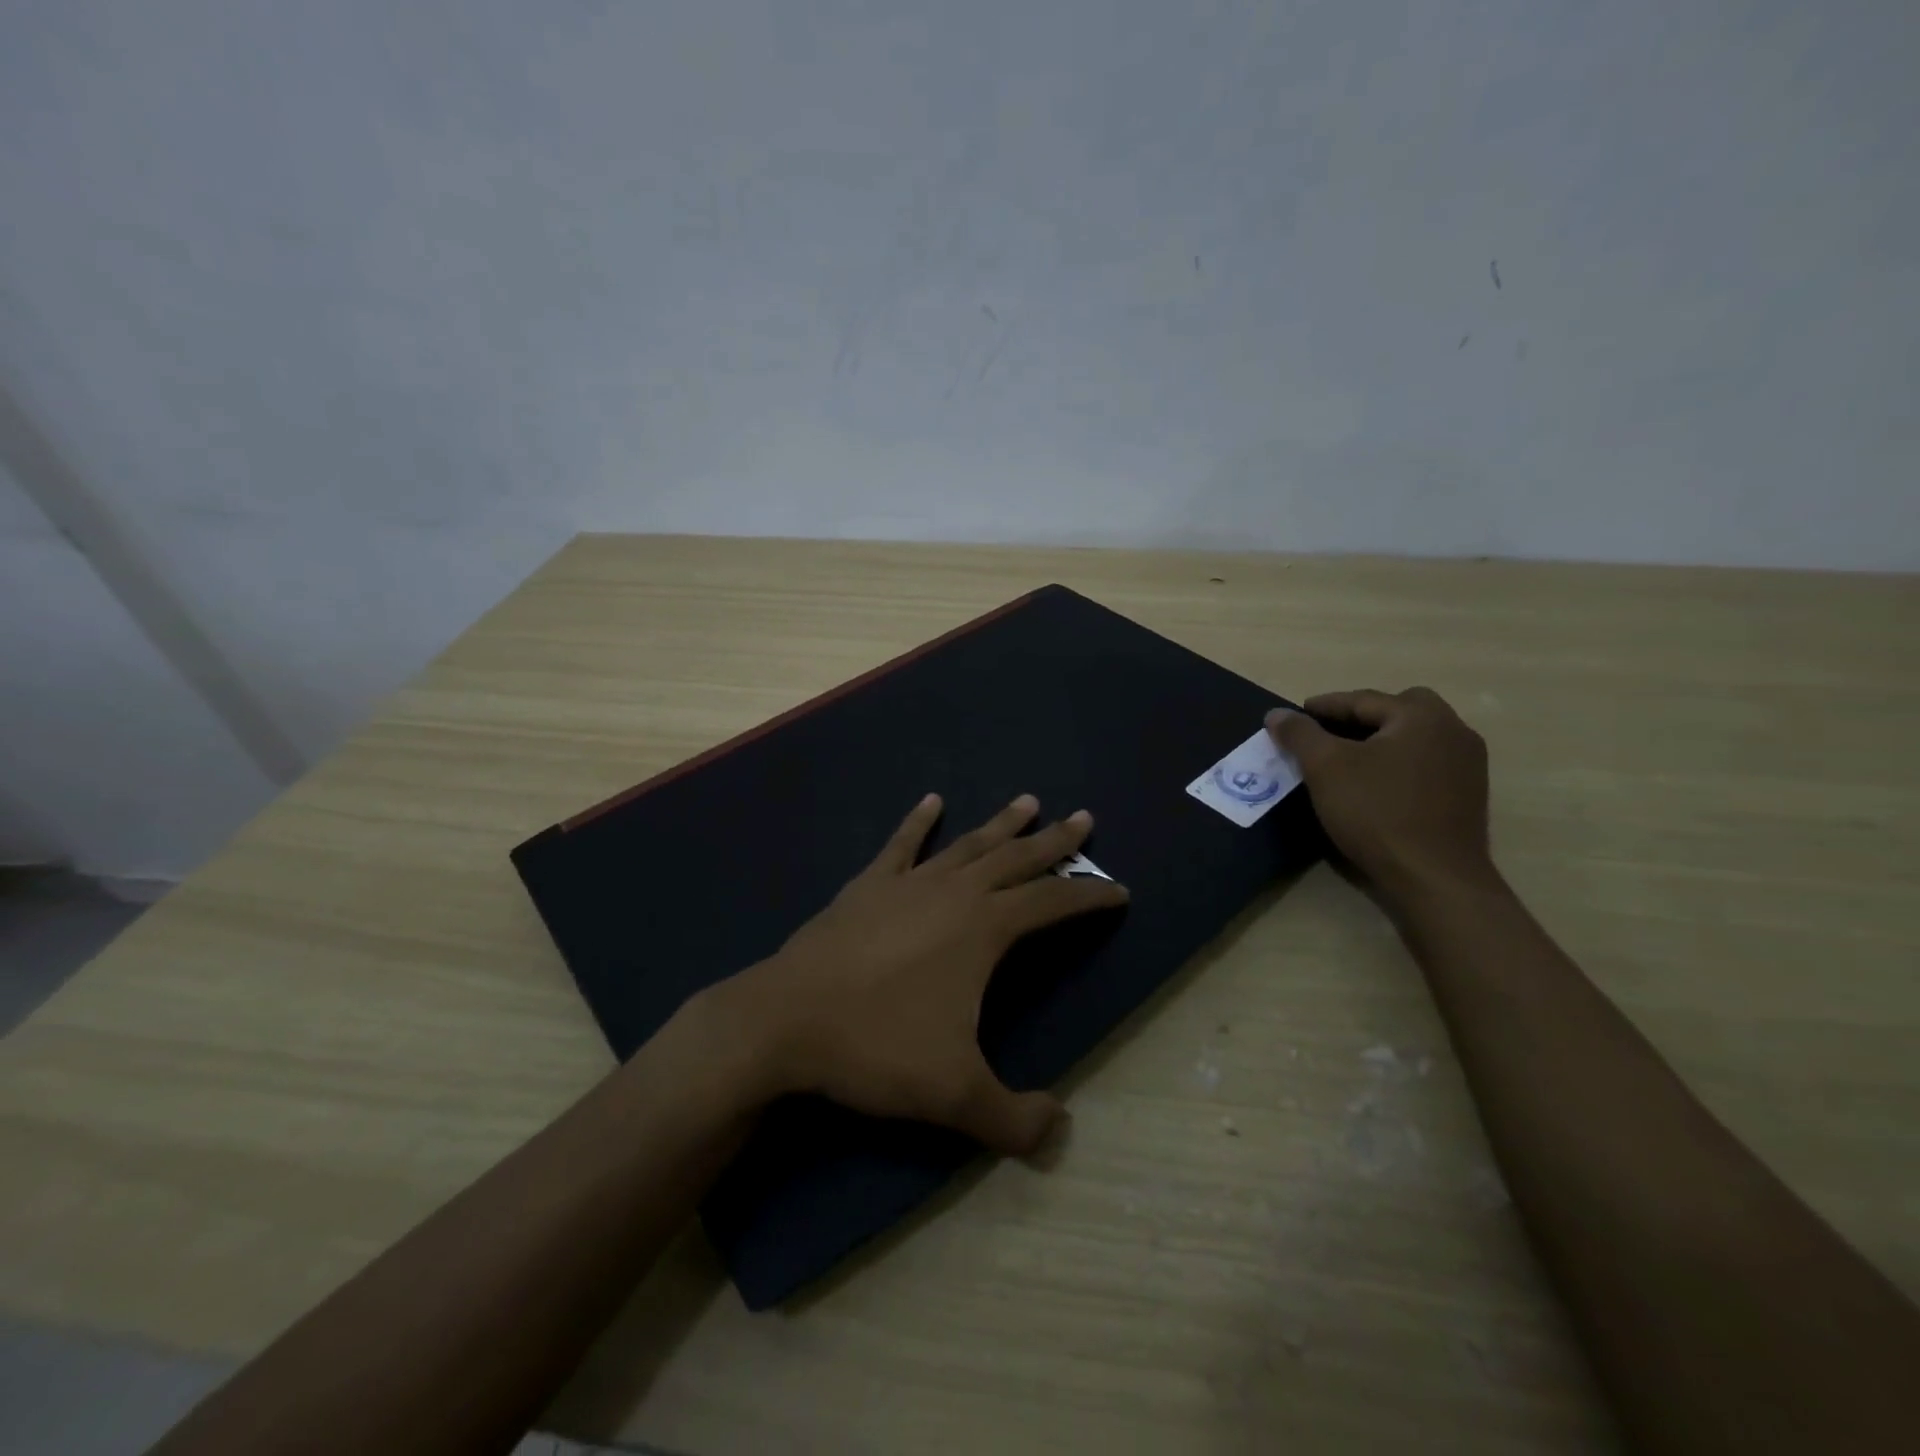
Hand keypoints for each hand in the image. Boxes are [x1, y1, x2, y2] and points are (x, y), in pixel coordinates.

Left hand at [703, 794, 1129, 1155]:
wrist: (786, 1021)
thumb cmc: (876, 1047)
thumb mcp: (954, 1095)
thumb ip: (1013, 1119)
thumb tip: (1057, 1130)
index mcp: (984, 929)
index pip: (1052, 904)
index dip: (1089, 897)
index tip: (1119, 889)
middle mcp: (953, 893)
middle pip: (1017, 859)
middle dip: (1055, 842)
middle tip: (1083, 818)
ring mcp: (908, 883)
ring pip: (967, 845)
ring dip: (1000, 824)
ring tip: (1027, 800)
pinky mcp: (867, 885)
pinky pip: (901, 845)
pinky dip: (919, 822)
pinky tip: (931, 801)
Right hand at [1266, 687, 1493, 905]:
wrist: (1434, 879)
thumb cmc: (1377, 812)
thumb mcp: (1325, 768)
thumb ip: (1300, 734)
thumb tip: (1277, 714)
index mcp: (1422, 716)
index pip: (1363, 700)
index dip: (1324, 706)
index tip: (1294, 715)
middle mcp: (1454, 731)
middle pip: (1399, 711)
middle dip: (1362, 717)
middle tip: (1328, 733)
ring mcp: (1468, 765)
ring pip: (1415, 738)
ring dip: (1382, 740)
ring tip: (1348, 758)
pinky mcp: (1468, 796)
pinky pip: (1426, 763)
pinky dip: (1398, 763)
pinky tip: (1376, 784)